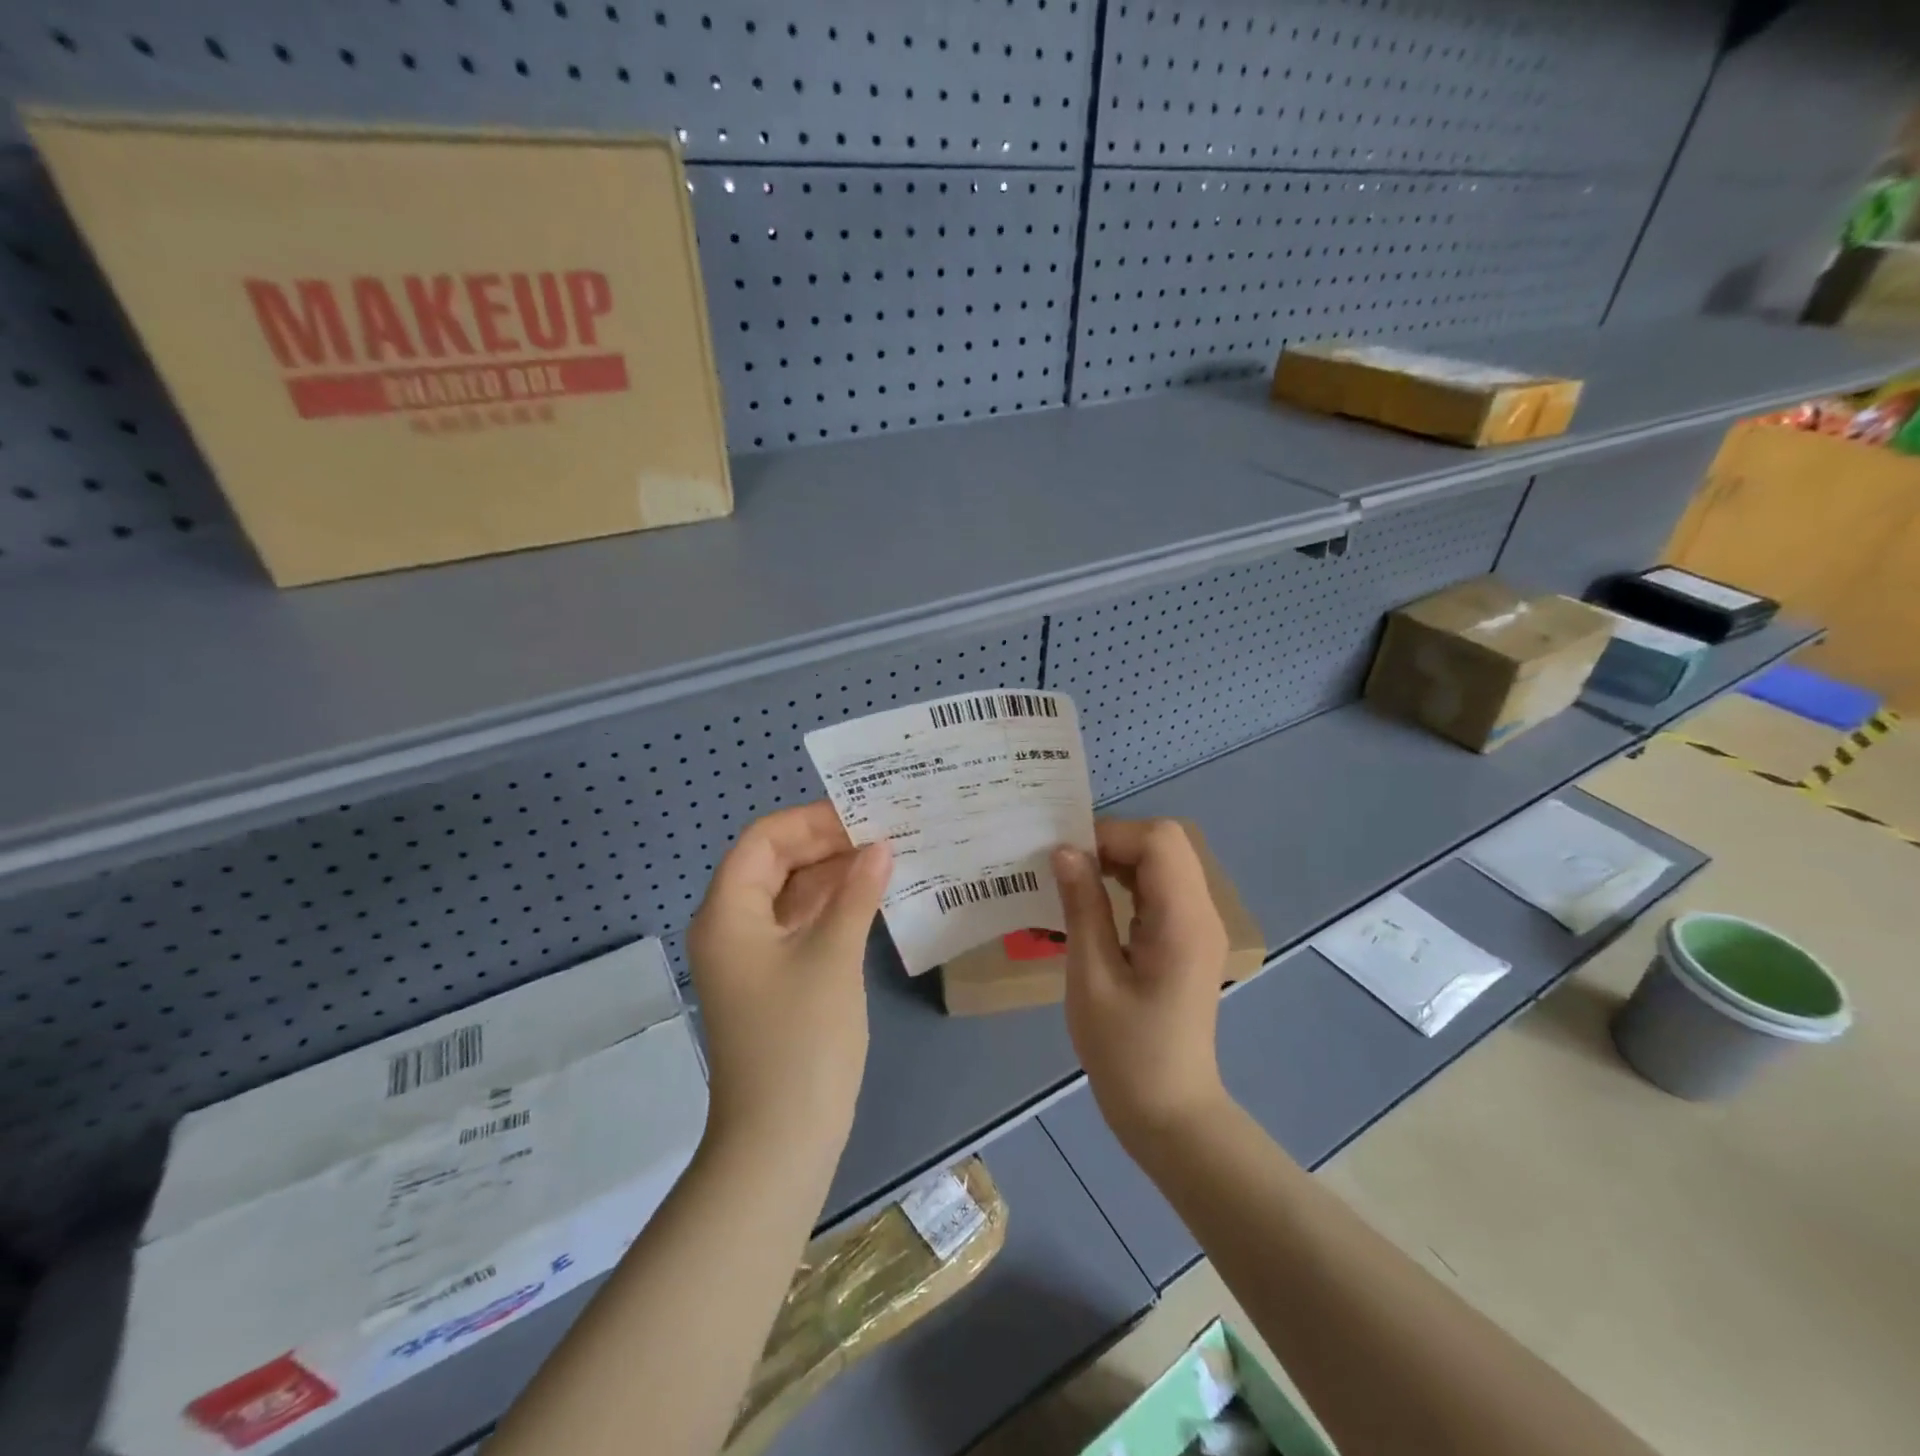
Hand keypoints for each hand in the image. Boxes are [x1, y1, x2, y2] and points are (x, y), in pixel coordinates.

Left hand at [688, 803, 890, 1167]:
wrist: (780, 1140)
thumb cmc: (801, 1039)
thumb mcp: (833, 955)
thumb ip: (856, 893)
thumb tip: (880, 847)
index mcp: (729, 913)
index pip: (763, 841)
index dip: (810, 821)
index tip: (861, 815)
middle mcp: (732, 927)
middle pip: (775, 865)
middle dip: (826, 846)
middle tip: (882, 833)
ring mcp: (752, 957)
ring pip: (790, 896)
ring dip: (833, 876)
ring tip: (886, 858)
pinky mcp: (773, 981)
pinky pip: (800, 927)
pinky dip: (832, 909)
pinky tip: (871, 899)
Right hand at [1053, 819, 1230, 1148]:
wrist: (1170, 1112)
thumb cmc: (1125, 1052)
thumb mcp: (1091, 978)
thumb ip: (1082, 907)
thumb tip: (1065, 851)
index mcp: (1183, 921)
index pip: (1159, 841)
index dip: (1111, 835)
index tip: (1066, 858)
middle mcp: (1201, 913)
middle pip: (1167, 842)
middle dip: (1115, 841)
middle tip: (1069, 866)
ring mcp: (1199, 925)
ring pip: (1166, 860)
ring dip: (1121, 858)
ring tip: (1077, 880)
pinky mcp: (1189, 938)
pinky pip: (1163, 887)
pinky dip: (1129, 879)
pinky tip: (1097, 901)